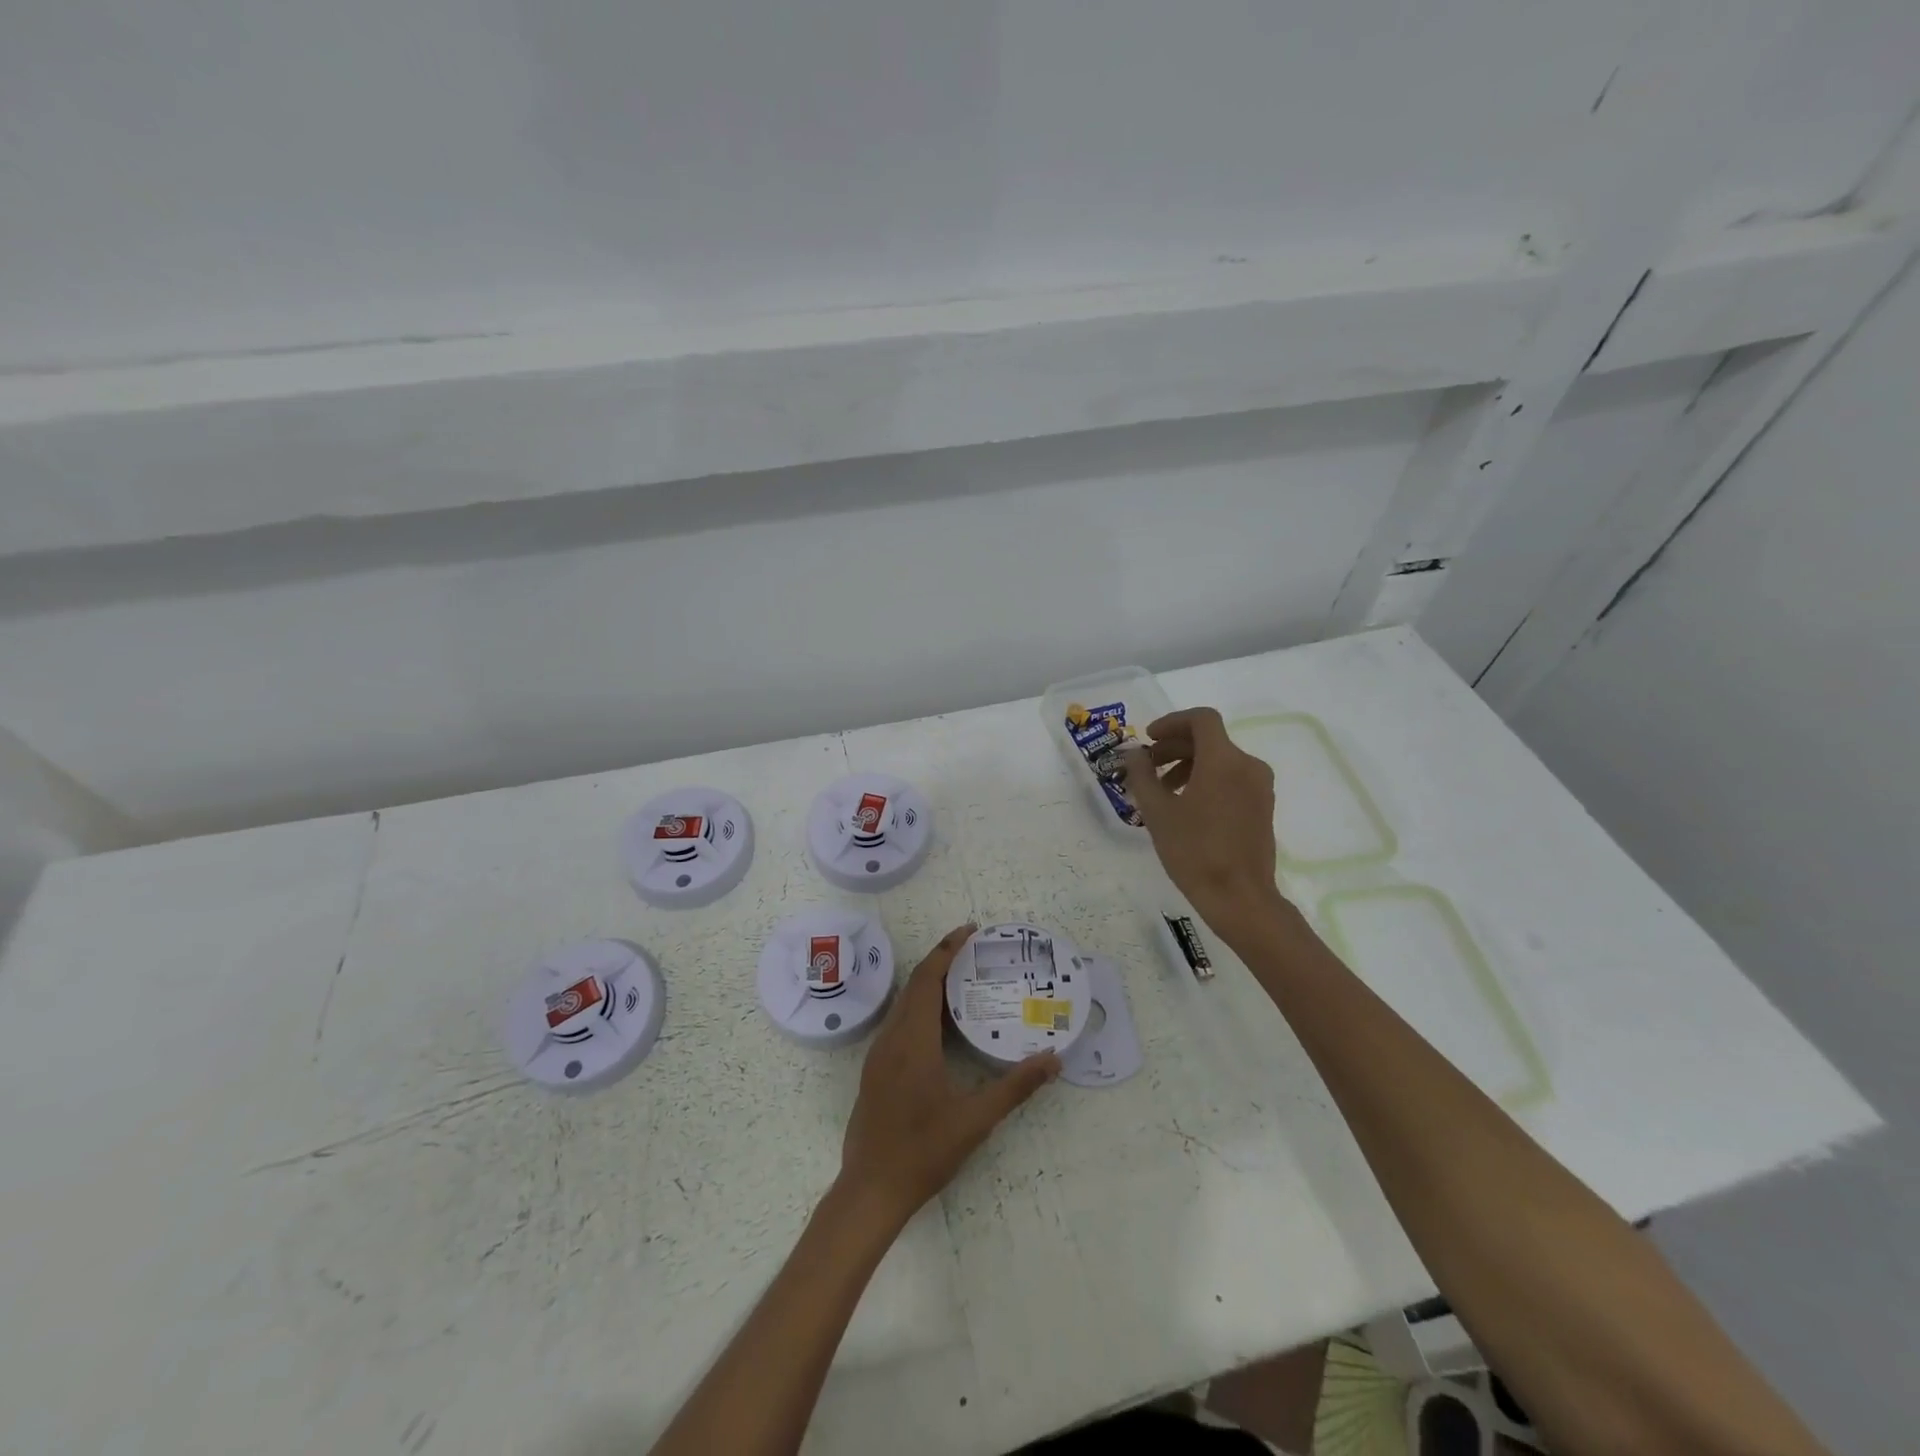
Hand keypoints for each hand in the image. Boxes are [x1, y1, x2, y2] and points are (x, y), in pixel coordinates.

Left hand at [840, 924, 1060, 1224]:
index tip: (969, 931)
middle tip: (974, 952)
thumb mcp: (976, 1120)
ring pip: (904, 1004)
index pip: (928, 979)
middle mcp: (892, 1038)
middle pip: (915, 985)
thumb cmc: (923, 1151)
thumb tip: (1053, 1060)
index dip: (947, 950)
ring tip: (962, 981)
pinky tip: (939, 1025)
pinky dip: (919, 1008)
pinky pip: (898, 1022)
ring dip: (929, 985)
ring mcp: (878, 1055)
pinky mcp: (874, 1071)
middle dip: (941, 962)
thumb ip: (1015, 1087)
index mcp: (913, 1041)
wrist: (870, 1190)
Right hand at [1122, 707, 1289, 946]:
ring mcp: (1260, 787)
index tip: (1149, 739)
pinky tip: (1186, 807)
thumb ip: (1142, 775)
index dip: (1171, 722)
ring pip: (1220, 760)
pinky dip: (1207, 780)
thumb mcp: (1157, 812)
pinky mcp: (1263, 806)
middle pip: (1209, 739)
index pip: (1201, 719)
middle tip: (1148, 768)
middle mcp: (1248, 765)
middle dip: (1175, 747)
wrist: (1239, 897)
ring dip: (1189, 765)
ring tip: (1163, 792)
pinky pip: (1232, 778)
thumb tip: (1134, 754)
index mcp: (1224, 760)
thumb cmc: (1194, 851)